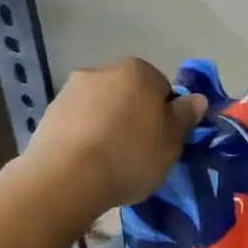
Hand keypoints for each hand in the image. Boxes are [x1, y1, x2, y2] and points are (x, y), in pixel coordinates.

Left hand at [25, 58, 207, 216]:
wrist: (66, 177)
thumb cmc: (130, 156)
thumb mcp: (171, 142)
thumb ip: (185, 116)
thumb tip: (197, 99)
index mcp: (138, 71)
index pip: (162, 88)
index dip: (166, 116)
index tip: (162, 142)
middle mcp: (103, 70)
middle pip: (129, 93)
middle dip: (134, 116)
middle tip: (138, 152)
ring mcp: (72, 89)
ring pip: (101, 106)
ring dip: (107, 124)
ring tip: (108, 160)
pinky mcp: (50, 111)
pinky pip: (78, 121)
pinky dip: (84, 134)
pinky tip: (86, 162)